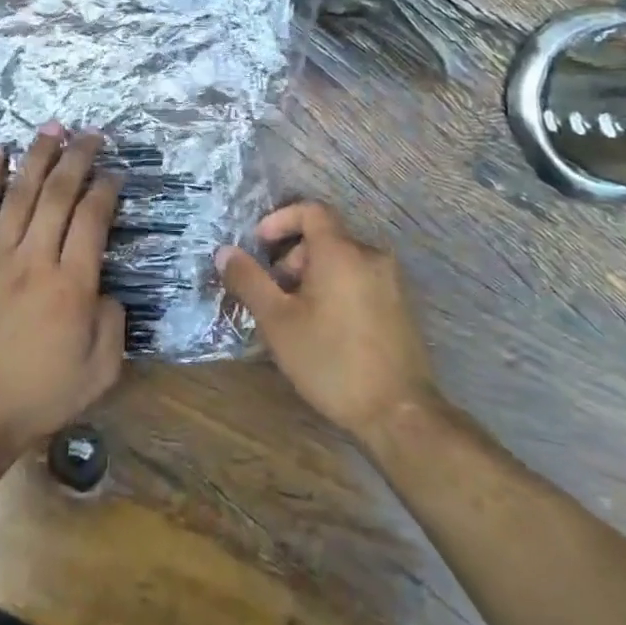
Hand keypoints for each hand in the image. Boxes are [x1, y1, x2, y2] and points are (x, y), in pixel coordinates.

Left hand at [0, 125, 126, 458]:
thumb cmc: (39, 394)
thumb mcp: (100, 371)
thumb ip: (113, 323)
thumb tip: (104, 288)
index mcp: (71, 286)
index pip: (92, 220)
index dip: (106, 190)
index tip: (115, 175)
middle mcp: (34, 260)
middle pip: (58, 194)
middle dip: (77, 158)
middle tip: (92, 134)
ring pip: (20, 193)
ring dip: (38, 155)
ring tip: (53, 126)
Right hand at [216, 201, 439, 443]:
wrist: (399, 413)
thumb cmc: (331, 361)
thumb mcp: (277, 321)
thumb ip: (249, 280)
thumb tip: (225, 251)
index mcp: (341, 252)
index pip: (310, 210)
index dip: (280, 220)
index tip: (259, 245)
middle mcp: (371, 256)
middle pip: (325, 237)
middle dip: (292, 257)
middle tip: (273, 292)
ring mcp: (391, 282)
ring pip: (342, 261)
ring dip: (312, 275)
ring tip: (294, 315)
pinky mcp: (401, 307)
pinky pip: (360, 280)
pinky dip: (335, 289)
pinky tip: (324, 328)